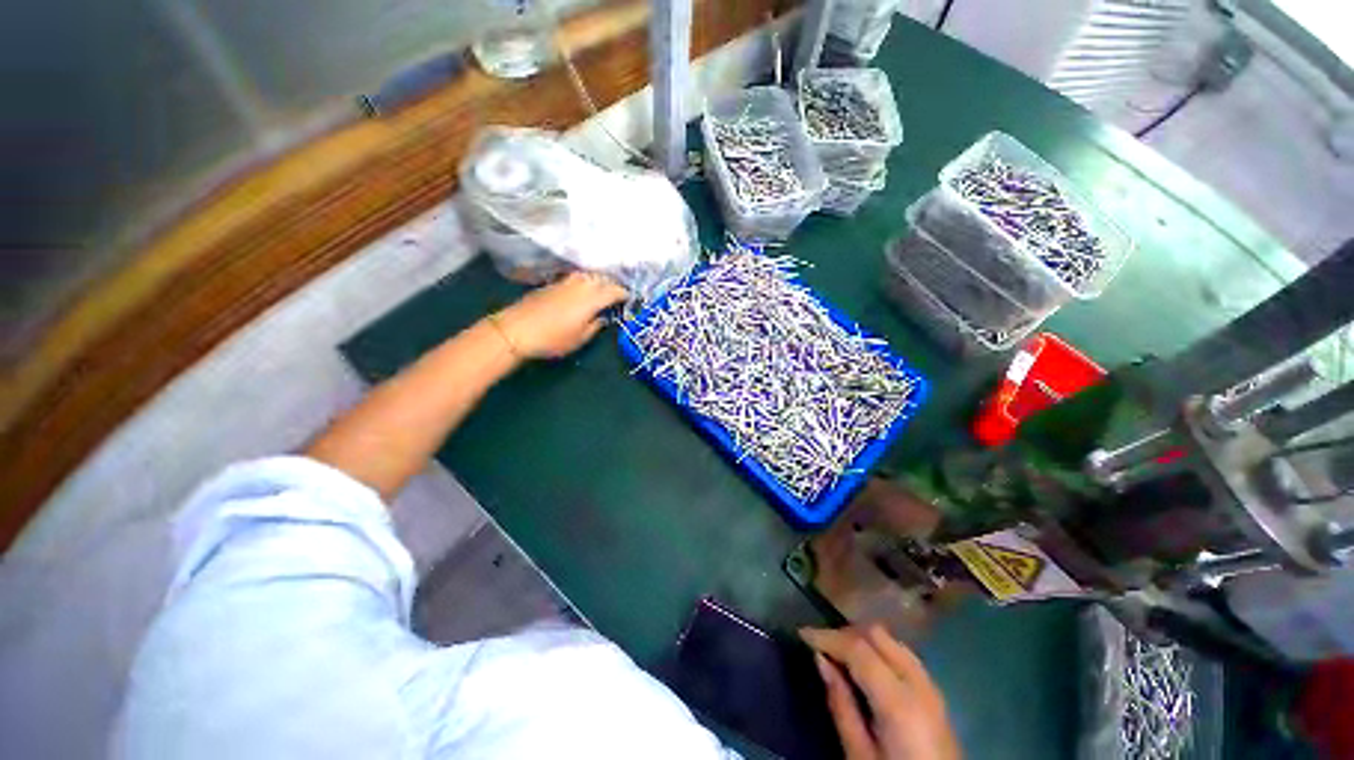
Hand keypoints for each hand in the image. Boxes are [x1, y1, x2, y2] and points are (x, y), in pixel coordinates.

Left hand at [491, 272, 627, 358]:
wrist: (517, 329)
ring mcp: (566, 282)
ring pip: (588, 275)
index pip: (614, 291)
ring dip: (599, 280)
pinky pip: (576, 278)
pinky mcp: (553, 284)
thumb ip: (595, 326)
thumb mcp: (579, 339)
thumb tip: (602, 318)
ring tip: (603, 289)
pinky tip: (584, 289)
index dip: (623, 293)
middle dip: (613, 284)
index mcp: (591, 299)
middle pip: (602, 279)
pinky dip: (585, 281)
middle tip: (618, 293)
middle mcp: (581, 285)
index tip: (630, 298)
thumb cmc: (552, 338)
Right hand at [801, 625, 960, 759]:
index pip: (858, 648)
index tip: (802, 633)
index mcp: (899, 701)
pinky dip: (880, 650)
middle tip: (820, 645)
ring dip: (863, 639)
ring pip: (892, 640)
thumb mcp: (859, 756)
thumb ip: (841, 705)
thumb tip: (820, 659)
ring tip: (839, 653)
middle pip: (877, 635)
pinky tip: (867, 666)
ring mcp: (932, 687)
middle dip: (845, 633)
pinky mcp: (936, 695)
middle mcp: (919, 683)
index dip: (827, 636)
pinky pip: (904, 655)